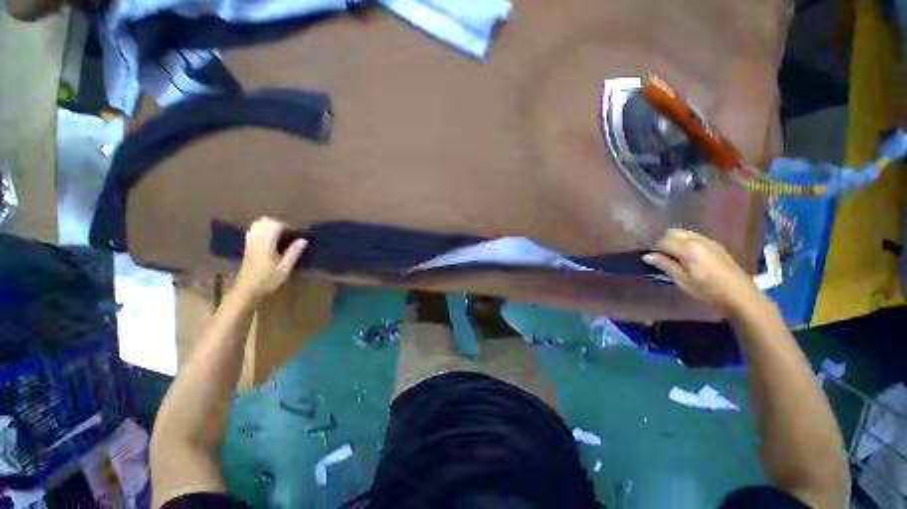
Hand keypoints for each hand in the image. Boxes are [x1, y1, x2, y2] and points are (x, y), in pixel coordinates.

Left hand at [234, 217, 307, 301]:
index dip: (287, 226)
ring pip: (256, 225)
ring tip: (279, 234)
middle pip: (264, 222)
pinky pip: (252, 231)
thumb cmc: (267, 281)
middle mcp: (256, 241)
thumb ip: (293, 253)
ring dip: (269, 226)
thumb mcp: (284, 269)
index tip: (296, 233)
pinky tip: (268, 238)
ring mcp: (249, 243)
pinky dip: (261, 230)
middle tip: (289, 233)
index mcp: (266, 244)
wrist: (245, 291)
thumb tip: (303, 240)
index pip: (275, 225)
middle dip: (278, 223)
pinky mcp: (247, 248)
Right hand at [643, 229, 759, 315]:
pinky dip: (686, 243)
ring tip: (675, 258)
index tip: (653, 260)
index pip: (663, 241)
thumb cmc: (708, 291)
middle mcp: (698, 240)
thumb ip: (665, 265)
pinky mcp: (717, 246)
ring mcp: (709, 241)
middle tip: (662, 258)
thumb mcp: (683, 281)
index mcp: (688, 249)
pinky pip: (695, 237)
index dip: (655, 249)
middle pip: (673, 232)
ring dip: (676, 241)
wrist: (741, 296)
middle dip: (664, 242)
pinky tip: (689, 257)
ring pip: (684, 233)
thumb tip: (647, 256)